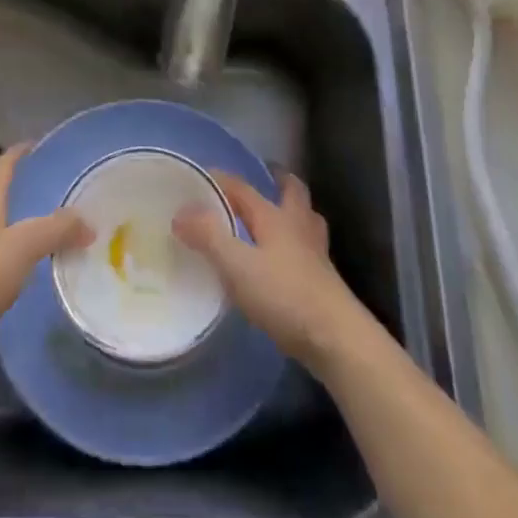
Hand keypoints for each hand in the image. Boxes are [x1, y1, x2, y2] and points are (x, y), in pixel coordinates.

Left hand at [0, 144, 91, 371]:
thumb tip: (89, 225)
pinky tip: (20, 280)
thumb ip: (58, 229)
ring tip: (30, 240)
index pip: (1, 170)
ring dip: (1, 235)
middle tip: (31, 200)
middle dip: (3, 198)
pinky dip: (2, 270)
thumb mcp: (27, 243)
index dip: (16, 154)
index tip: (34, 145)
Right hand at [173, 171, 368, 374]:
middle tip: (260, 180)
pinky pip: (307, 247)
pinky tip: (284, 259)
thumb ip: (208, 236)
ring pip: (305, 218)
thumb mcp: (237, 265)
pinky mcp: (323, 279)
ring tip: (274, 217)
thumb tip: (181, 212)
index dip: (220, 180)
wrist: (336, 338)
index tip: (199, 178)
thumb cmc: (284, 295)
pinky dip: (295, 243)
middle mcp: (297, 225)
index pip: (243, 188)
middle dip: (276, 181)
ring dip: (290, 211)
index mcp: (274, 216)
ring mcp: (315, 252)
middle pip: (291, 191)